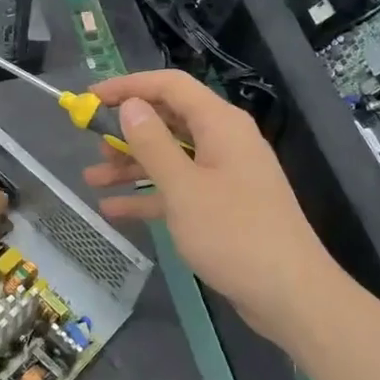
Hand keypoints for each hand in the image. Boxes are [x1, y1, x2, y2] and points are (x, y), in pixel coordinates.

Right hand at [82, 70, 341, 348]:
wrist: (290, 294)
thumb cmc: (234, 233)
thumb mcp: (183, 187)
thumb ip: (153, 143)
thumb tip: (131, 105)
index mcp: (220, 124)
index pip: (170, 86)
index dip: (129, 86)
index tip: (90, 97)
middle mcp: (223, 141)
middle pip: (169, 120)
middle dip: (127, 130)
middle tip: (90, 143)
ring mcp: (225, 175)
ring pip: (171, 157)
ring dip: (132, 166)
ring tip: (92, 179)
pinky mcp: (224, 206)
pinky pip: (180, 189)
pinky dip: (150, 195)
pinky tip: (115, 210)